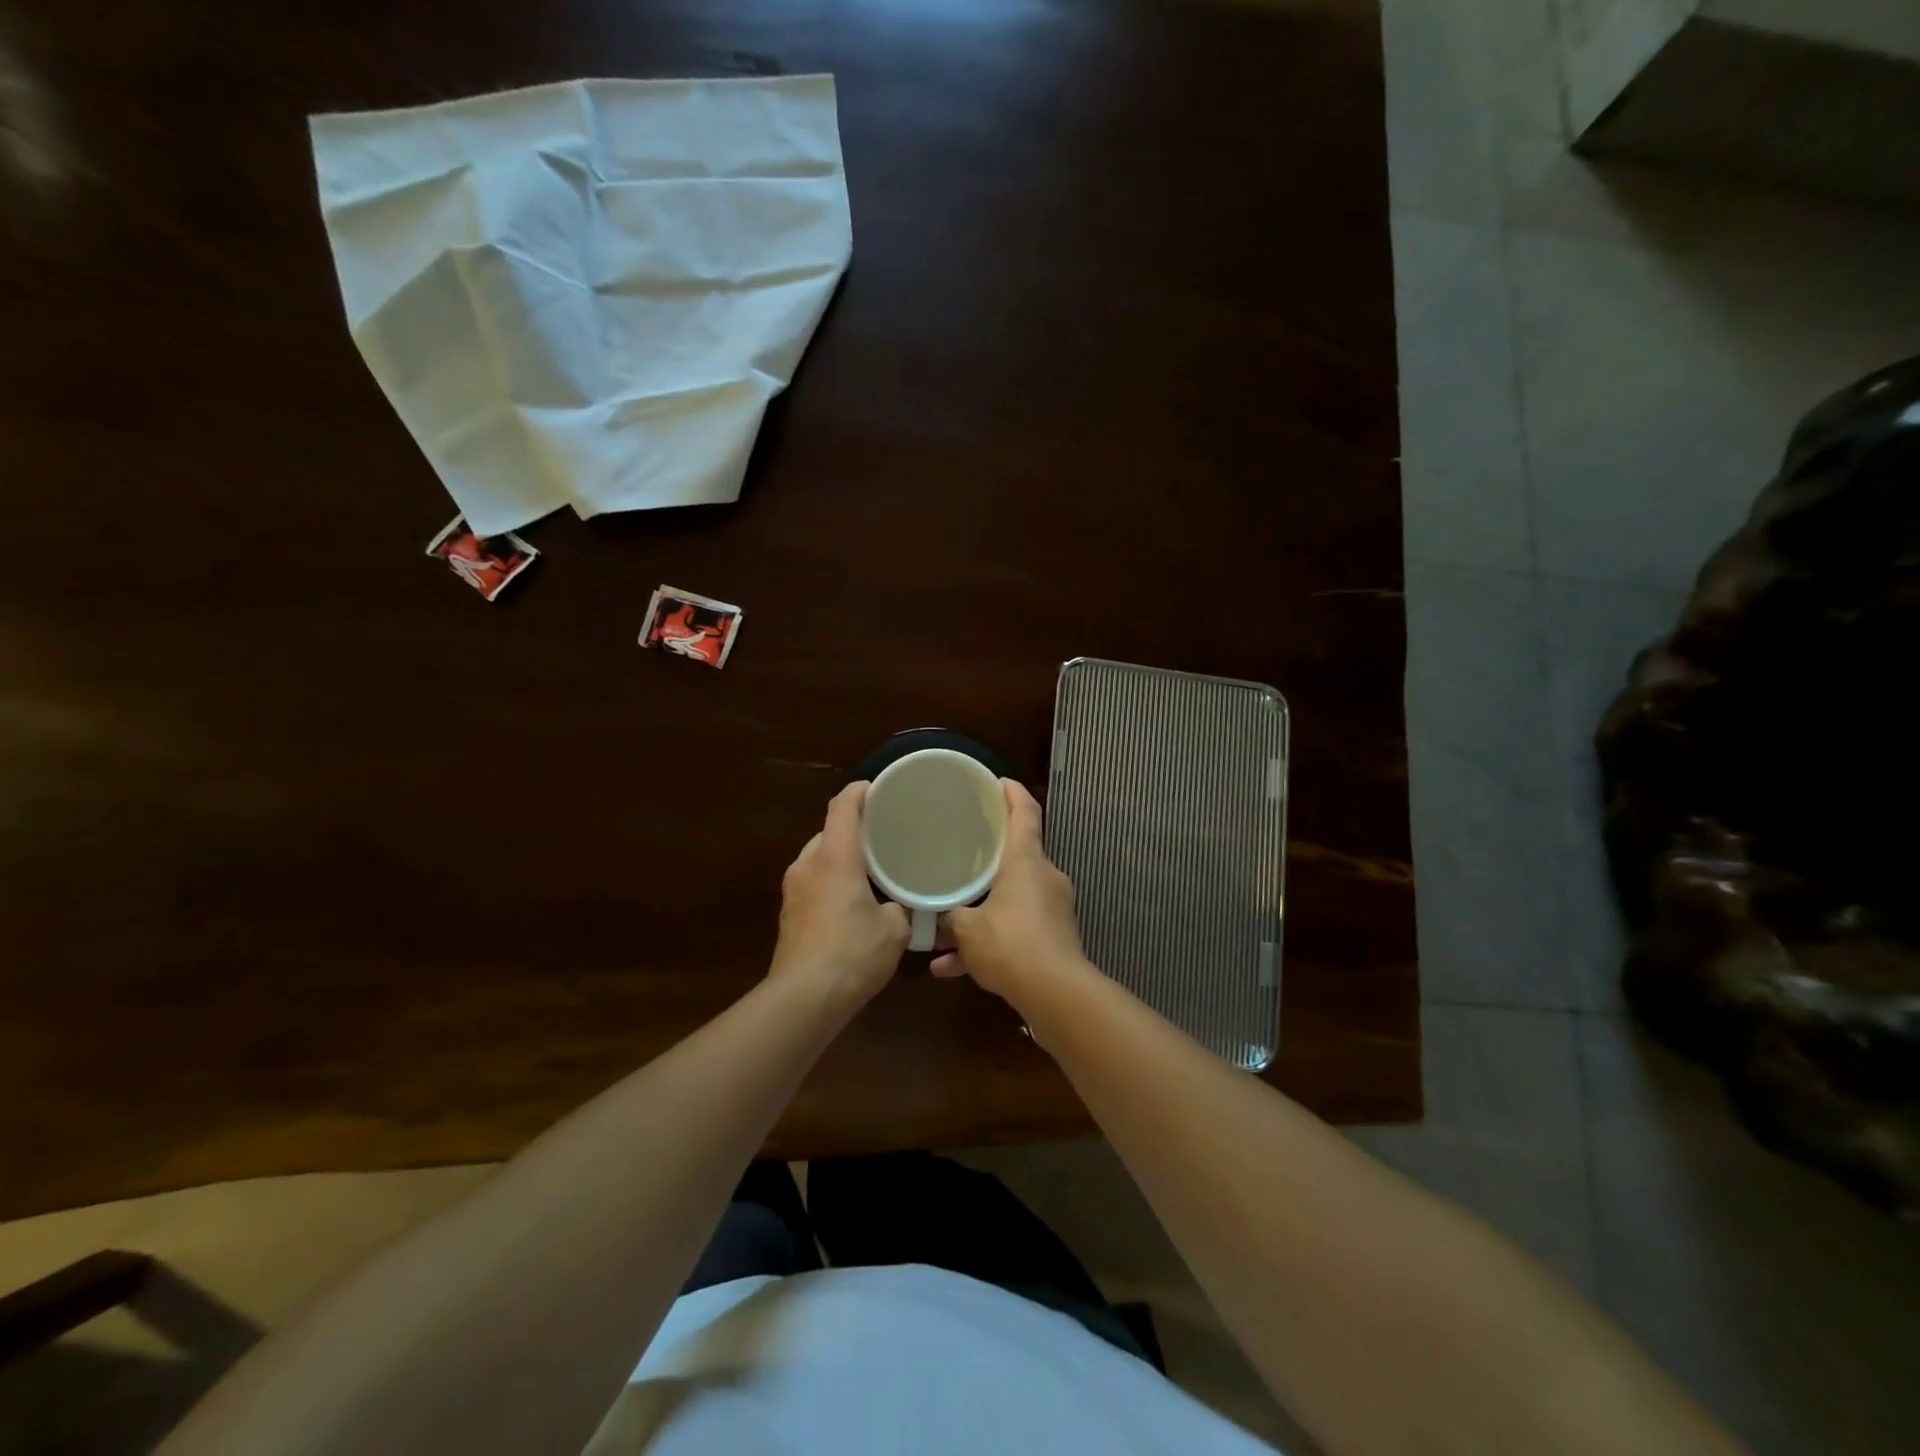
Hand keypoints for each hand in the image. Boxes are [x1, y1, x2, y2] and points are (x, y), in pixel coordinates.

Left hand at [770, 782, 909, 1008]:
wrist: (804, 998)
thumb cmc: (853, 953)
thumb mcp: (895, 930)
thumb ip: (903, 908)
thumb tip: (905, 906)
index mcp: (835, 857)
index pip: (843, 807)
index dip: (858, 792)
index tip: (876, 788)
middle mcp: (808, 865)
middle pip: (828, 831)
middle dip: (852, 829)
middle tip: (883, 834)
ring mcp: (793, 890)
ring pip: (818, 858)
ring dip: (840, 857)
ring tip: (869, 867)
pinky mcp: (788, 914)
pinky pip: (812, 881)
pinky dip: (830, 880)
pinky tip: (851, 899)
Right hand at [931, 779, 1088, 1006]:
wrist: (1056, 994)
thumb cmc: (1010, 944)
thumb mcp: (967, 929)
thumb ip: (949, 917)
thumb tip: (935, 916)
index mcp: (1026, 861)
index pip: (1025, 813)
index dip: (1012, 793)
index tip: (997, 782)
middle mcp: (1044, 876)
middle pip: (1016, 855)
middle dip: (987, 859)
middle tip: (961, 852)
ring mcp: (1052, 908)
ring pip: (1010, 899)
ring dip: (980, 912)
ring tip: (944, 931)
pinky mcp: (1054, 937)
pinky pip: (1016, 929)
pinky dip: (990, 941)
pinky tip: (953, 968)